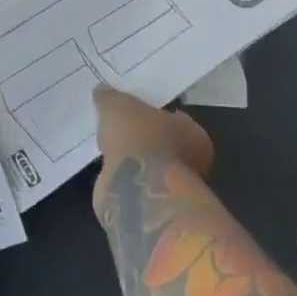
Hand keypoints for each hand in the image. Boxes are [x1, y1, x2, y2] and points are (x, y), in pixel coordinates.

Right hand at [92, 86, 213, 216]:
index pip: (174, 117)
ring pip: (148, 164)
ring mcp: (172, 186)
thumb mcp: (119, 106)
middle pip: (162, 142)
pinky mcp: (153, 204)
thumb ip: (110, 97)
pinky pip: (135, 182)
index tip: (131, 109)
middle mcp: (191, 161)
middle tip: (117, 126)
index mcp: (194, 133)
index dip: (152, 112)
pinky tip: (106, 168)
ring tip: (106, 146)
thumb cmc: (140, 138)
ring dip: (131, 158)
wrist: (137, 189)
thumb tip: (102, 91)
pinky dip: (123, 176)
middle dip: (141, 136)